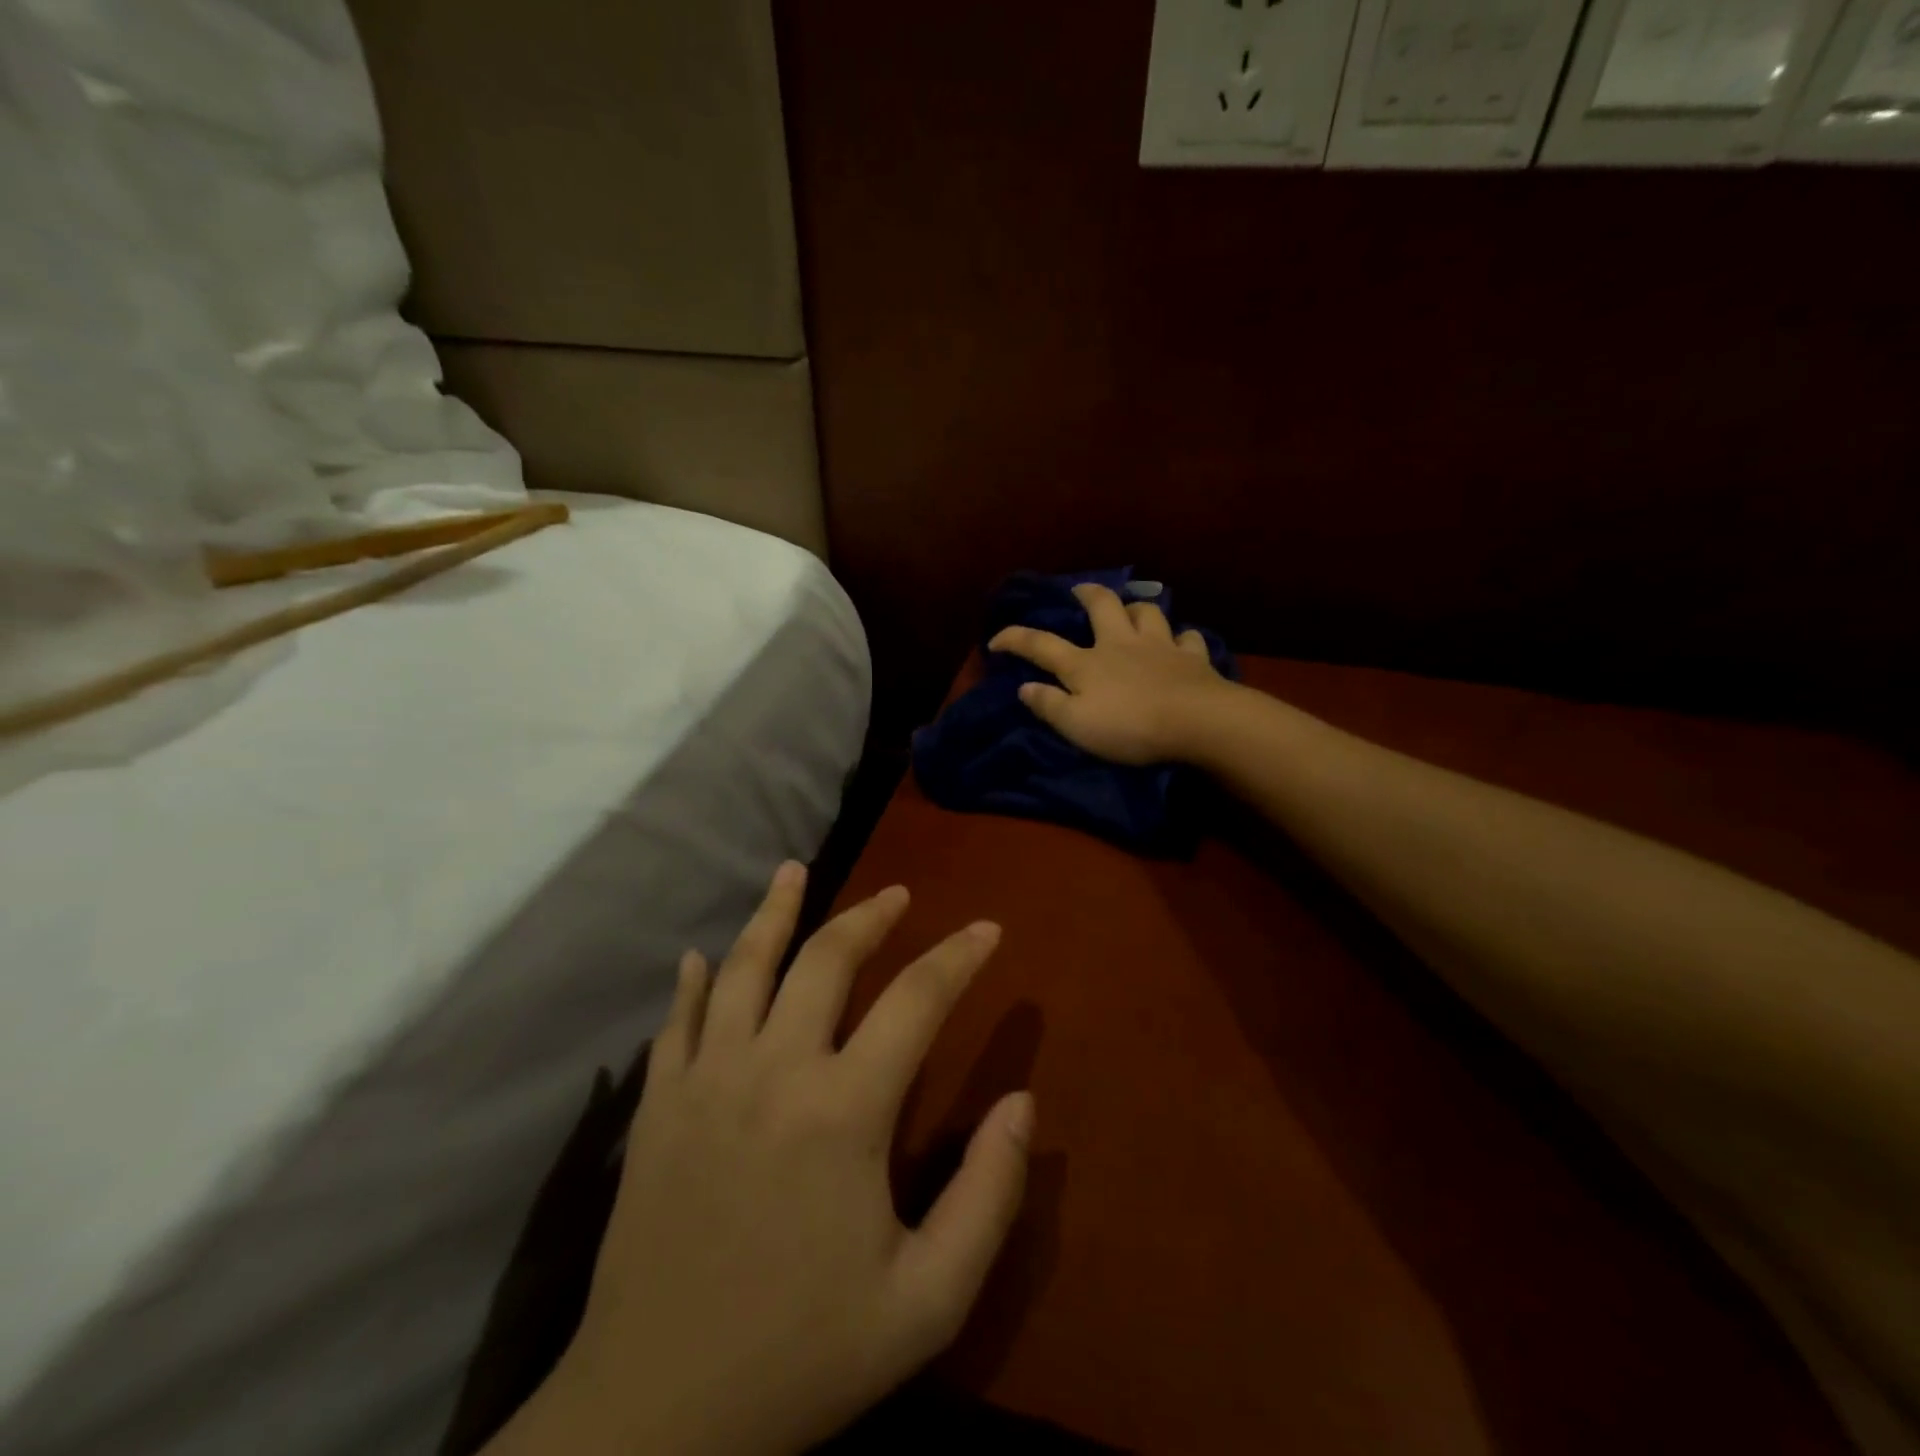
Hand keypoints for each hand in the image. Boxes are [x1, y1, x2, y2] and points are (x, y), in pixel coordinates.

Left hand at [511, 863, 1032, 1455]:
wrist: (654, 1418)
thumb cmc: (802, 1356)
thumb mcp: (925, 1302)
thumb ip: (987, 1197)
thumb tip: (1021, 1102)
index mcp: (843, 1110)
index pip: (916, 1000)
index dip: (958, 956)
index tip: (986, 928)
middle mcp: (774, 1069)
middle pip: (826, 960)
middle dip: (869, 917)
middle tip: (898, 894)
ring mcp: (706, 1080)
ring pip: (744, 968)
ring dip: (773, 913)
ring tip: (794, 871)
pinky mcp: (657, 1107)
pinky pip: (676, 1021)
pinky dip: (692, 981)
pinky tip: (699, 954)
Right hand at [988, 582, 1233, 765]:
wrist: (1196, 722)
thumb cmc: (1129, 727)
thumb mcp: (1076, 725)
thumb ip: (1049, 705)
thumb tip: (1024, 687)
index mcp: (1086, 663)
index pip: (1041, 645)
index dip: (1015, 639)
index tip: (995, 640)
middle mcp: (1120, 644)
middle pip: (1102, 606)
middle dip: (1087, 594)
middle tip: (1080, 591)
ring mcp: (1159, 646)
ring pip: (1147, 612)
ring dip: (1135, 609)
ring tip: (1131, 613)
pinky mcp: (1193, 658)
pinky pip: (1188, 638)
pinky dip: (1182, 639)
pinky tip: (1180, 643)